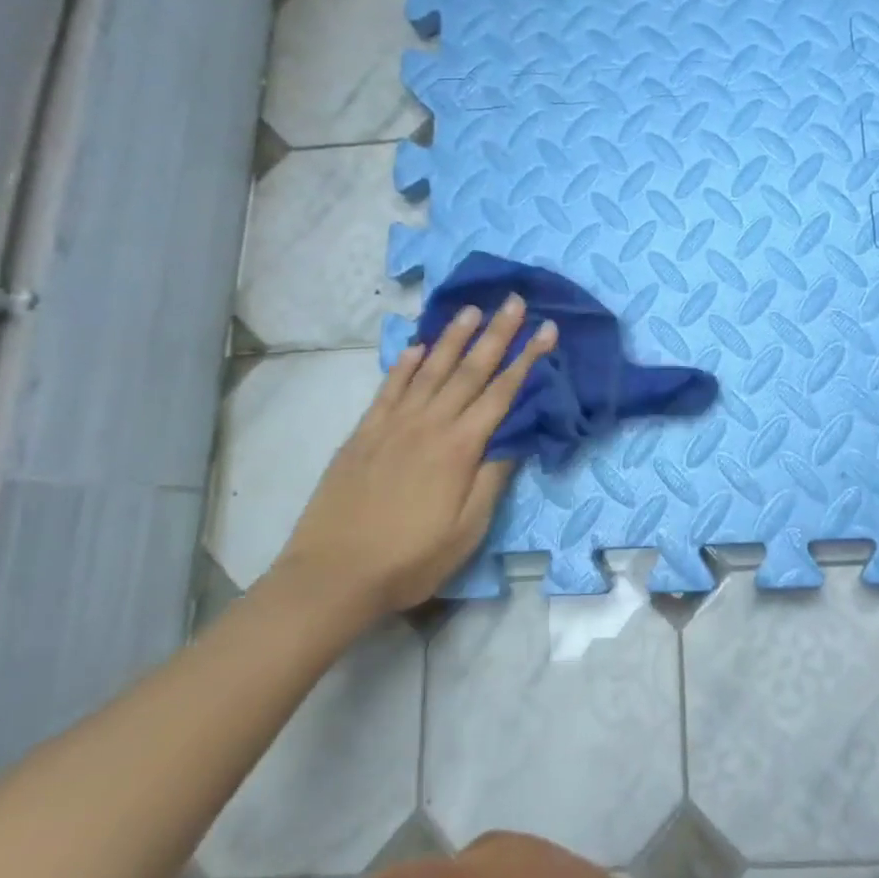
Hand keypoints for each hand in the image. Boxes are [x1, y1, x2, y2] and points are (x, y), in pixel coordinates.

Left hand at [271, 296, 557, 619]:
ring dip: (453, 337)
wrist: (332, 576)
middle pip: (470, 370)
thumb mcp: (467, 530)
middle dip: (497, 334)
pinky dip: (404, 364)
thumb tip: (515, 436)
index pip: (502, 392)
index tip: (546, 329)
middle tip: (514, 301)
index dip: (527, 359)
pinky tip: (416, 346)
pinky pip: (388, 388)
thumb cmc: (409, 559)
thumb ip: (492, 478)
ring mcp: (392, 424)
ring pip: (429, 369)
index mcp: (459, 447)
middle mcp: (429, 424)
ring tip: (471, 310)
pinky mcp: (363, 433)